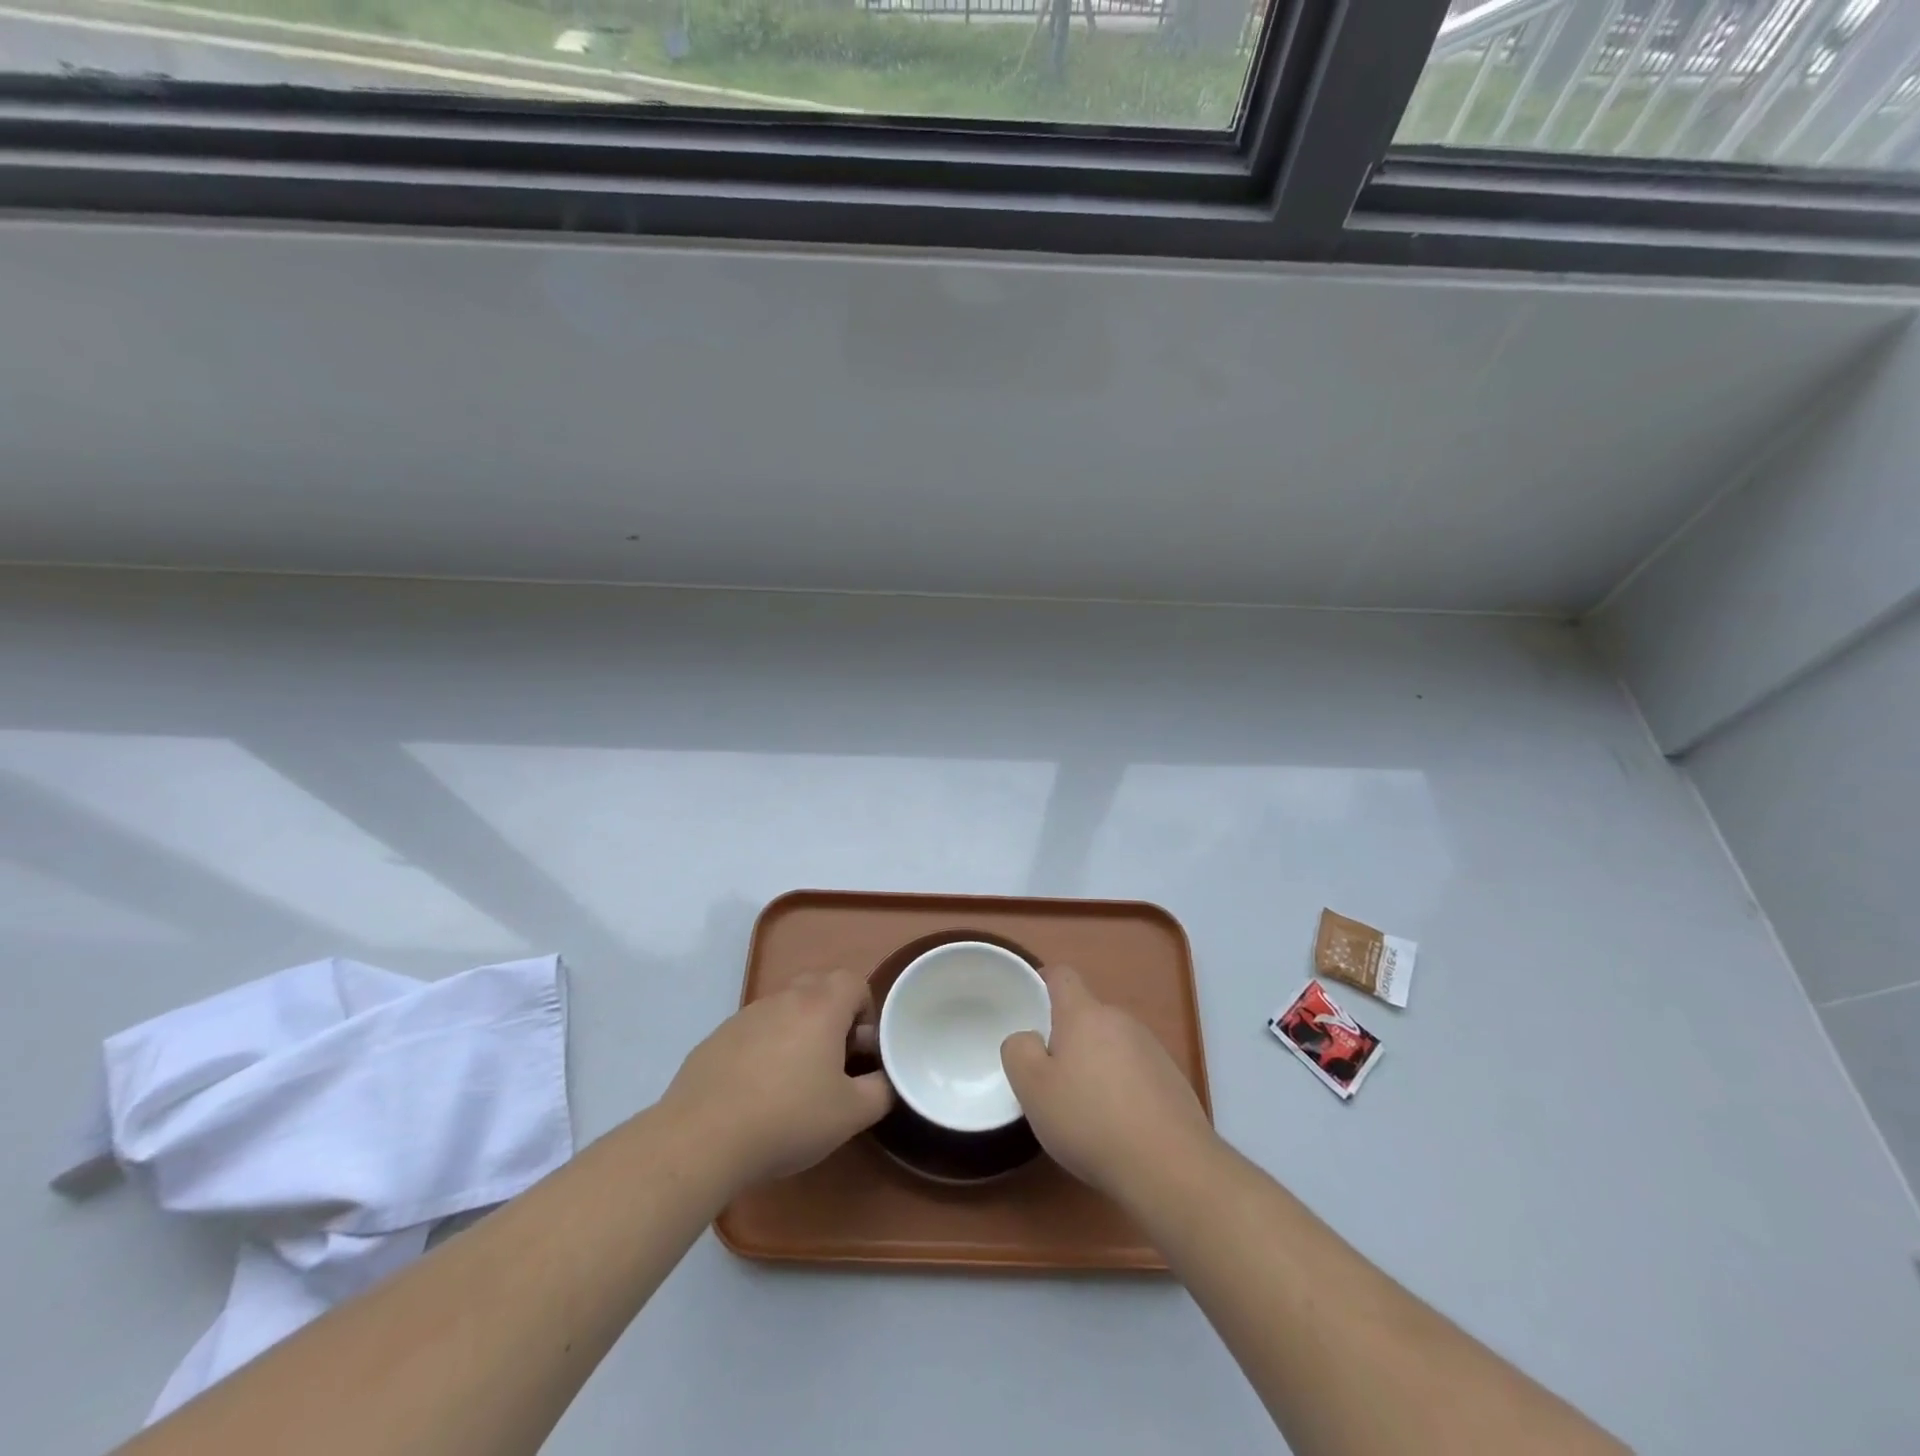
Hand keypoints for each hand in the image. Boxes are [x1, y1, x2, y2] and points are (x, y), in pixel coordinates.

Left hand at [665, 969, 892, 1189]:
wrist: (702, 1138)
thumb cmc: (788, 1118)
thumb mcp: (851, 1114)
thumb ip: (880, 1090)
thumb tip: (884, 1080)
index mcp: (821, 1006)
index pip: (854, 981)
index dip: (865, 1012)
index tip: (861, 1052)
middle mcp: (783, 999)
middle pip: (818, 987)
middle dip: (833, 1017)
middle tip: (833, 1061)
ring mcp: (745, 1016)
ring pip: (783, 1010)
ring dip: (797, 1033)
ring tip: (793, 1083)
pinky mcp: (716, 1038)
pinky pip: (753, 1033)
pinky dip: (763, 1051)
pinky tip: (756, 1094)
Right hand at [1001, 965, 1213, 1202]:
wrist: (1170, 1166)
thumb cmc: (1090, 1120)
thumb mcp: (1032, 1089)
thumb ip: (1018, 1051)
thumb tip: (1028, 1038)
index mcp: (1084, 1014)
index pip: (1062, 976)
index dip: (1043, 984)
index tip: (1031, 1010)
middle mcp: (1120, 1020)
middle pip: (1086, 1015)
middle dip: (1067, 1038)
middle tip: (1052, 1078)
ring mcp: (1152, 1048)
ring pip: (1112, 1044)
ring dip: (1096, 1064)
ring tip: (1087, 1110)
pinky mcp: (1172, 1079)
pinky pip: (1136, 1071)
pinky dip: (1123, 1088)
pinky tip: (1120, 1125)